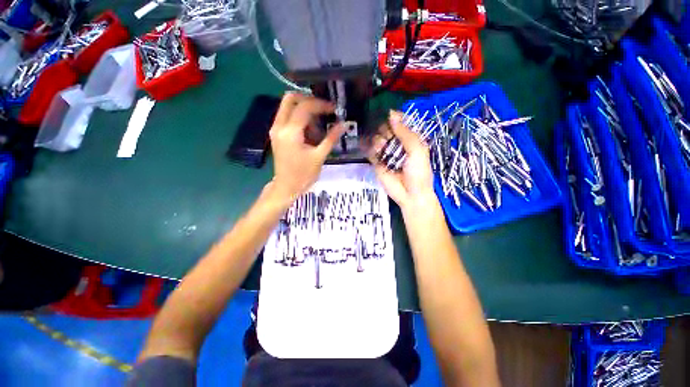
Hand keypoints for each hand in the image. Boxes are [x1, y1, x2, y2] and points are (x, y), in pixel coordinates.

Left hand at [269, 92, 346, 201]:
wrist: (286, 187)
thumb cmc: (303, 175)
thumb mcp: (319, 157)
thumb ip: (331, 138)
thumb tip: (344, 124)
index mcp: (290, 132)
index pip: (305, 107)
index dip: (321, 105)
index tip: (334, 109)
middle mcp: (279, 126)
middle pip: (290, 98)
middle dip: (309, 100)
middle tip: (323, 109)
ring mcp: (275, 129)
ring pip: (287, 106)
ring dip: (304, 109)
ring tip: (319, 124)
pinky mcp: (276, 134)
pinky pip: (287, 116)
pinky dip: (299, 117)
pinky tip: (311, 130)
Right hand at [368, 111, 436, 212]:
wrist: (411, 194)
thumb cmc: (419, 172)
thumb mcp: (416, 150)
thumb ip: (404, 133)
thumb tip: (391, 114)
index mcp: (409, 139)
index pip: (399, 123)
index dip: (394, 118)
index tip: (388, 116)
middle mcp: (397, 144)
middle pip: (386, 129)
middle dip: (384, 130)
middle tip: (387, 137)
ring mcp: (386, 154)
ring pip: (377, 139)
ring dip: (378, 141)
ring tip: (382, 148)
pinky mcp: (377, 163)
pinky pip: (370, 152)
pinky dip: (370, 149)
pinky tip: (375, 151)